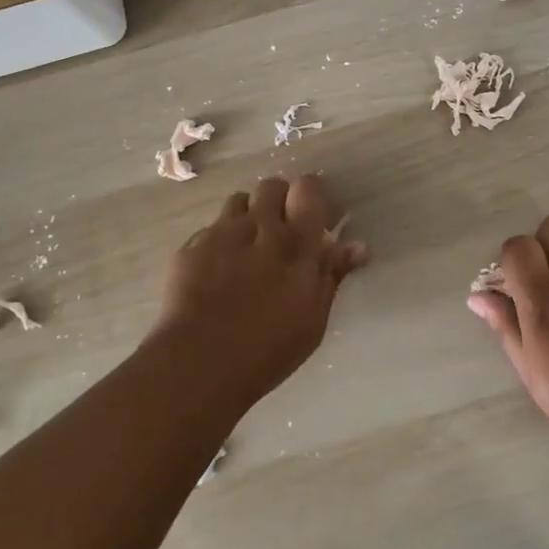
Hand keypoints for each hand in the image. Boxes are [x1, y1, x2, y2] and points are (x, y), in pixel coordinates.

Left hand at [152, 175, 367, 408]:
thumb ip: (332, 274)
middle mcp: (259, 227)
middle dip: (279, 200)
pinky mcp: (190, 247)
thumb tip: (358, 246)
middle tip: (281, 230)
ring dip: (248, 215)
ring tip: (248, 245)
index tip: (314, 215)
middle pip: (271, 186)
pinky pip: (210, 228)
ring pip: (238, 201)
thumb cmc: (269, 347)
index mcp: (296, 242)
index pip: (307, 188)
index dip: (311, 195)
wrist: (199, 363)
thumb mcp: (314, 317)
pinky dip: (219, 240)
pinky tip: (217, 270)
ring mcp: (221, 234)